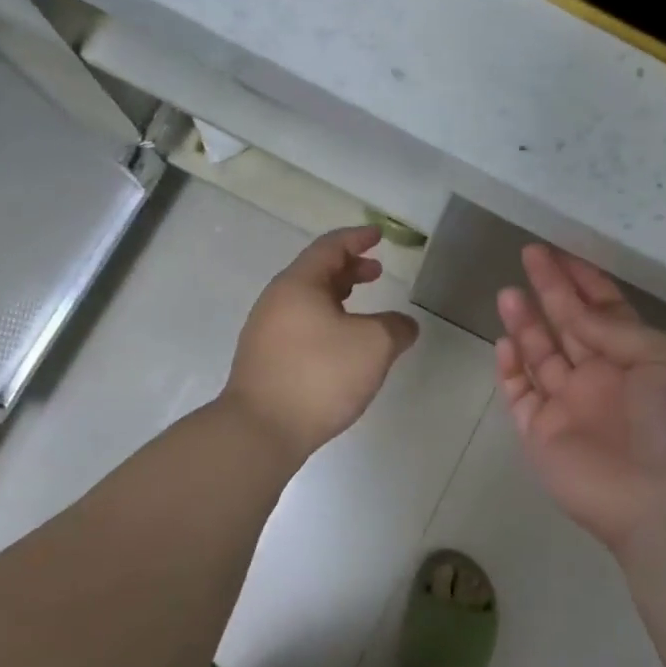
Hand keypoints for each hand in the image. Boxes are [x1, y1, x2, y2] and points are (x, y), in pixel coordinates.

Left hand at [223, 225, 419, 461]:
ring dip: (337, 296)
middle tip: (376, 272)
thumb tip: (404, 325)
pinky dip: (326, 320)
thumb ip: (395, 328)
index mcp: (298, 284)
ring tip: (363, 307)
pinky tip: (342, 345)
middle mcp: (277, 301)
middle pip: (315, 272)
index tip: (378, 235)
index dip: (357, 238)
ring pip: (307, 301)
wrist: (261, 430)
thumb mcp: (373, 346)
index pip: (330, 247)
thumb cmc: (319, 375)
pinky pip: (301, 326)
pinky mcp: (265, 360)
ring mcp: (266, 332)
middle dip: (349, 269)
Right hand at [497, 245, 665, 554]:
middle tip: (529, 255)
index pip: (604, 310)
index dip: (582, 280)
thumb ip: (613, 329)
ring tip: (508, 292)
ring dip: (525, 323)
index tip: (560, 252)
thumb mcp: (662, 357)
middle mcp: (601, 377)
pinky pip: (520, 395)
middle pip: (569, 325)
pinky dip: (510, 370)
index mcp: (636, 357)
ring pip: (540, 355)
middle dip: (550, 290)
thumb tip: (574, 310)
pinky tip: (504, 343)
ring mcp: (569, 406)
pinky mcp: (542, 434)